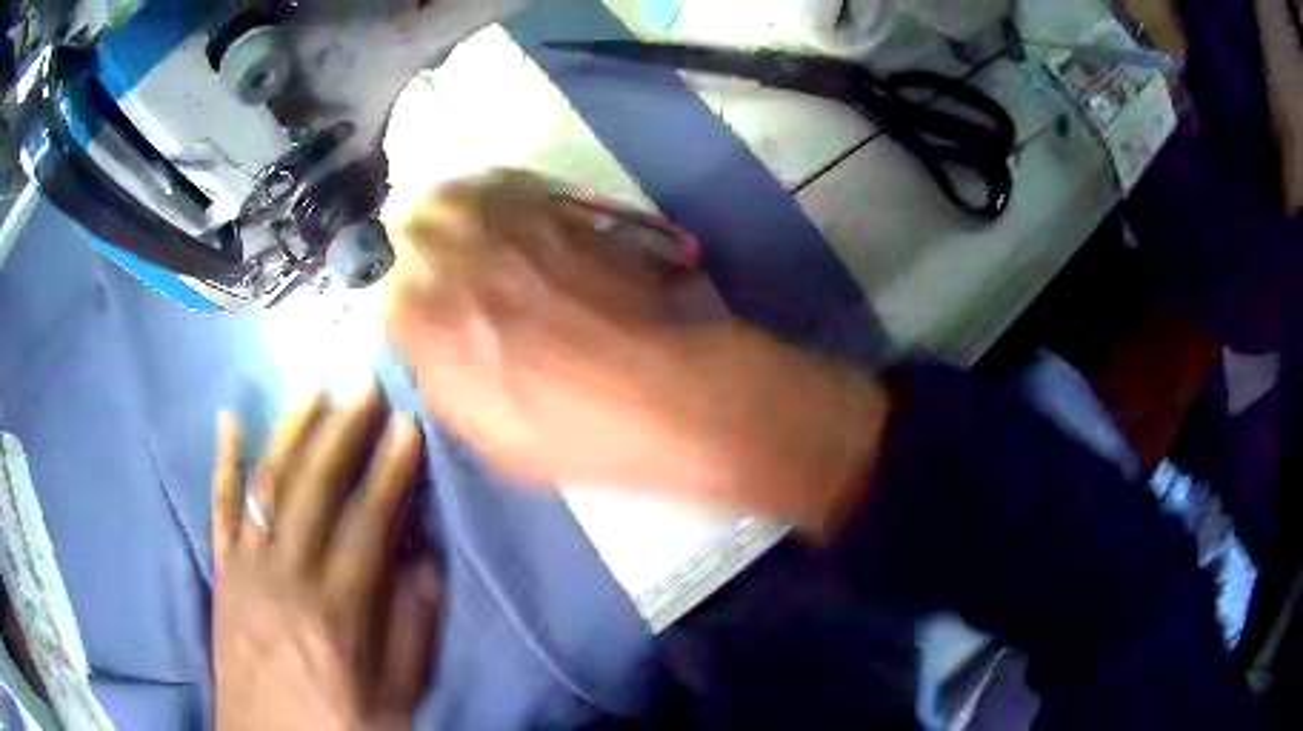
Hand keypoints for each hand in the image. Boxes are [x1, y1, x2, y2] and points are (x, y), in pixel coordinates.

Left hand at [211, 388, 440, 730]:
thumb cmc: (337, 725)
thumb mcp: (395, 701)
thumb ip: (411, 631)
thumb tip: (424, 561)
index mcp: (336, 611)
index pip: (368, 522)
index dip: (391, 471)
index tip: (409, 425)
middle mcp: (285, 576)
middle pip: (315, 488)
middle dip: (343, 429)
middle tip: (365, 382)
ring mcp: (246, 567)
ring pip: (268, 483)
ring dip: (292, 430)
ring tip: (315, 386)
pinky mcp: (222, 572)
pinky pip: (219, 507)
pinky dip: (223, 460)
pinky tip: (228, 420)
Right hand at [382, 170, 889, 534]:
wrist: (663, 392)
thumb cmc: (569, 432)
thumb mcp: (482, 431)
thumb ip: (439, 373)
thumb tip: (421, 336)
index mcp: (425, 322)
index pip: (373, 285)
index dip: (383, 291)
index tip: (395, 299)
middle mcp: (453, 258)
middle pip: (401, 222)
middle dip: (402, 240)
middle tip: (416, 256)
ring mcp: (506, 225)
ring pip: (448, 193)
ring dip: (440, 209)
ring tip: (450, 229)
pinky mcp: (556, 208)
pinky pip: (503, 186)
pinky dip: (487, 196)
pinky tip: (496, 215)